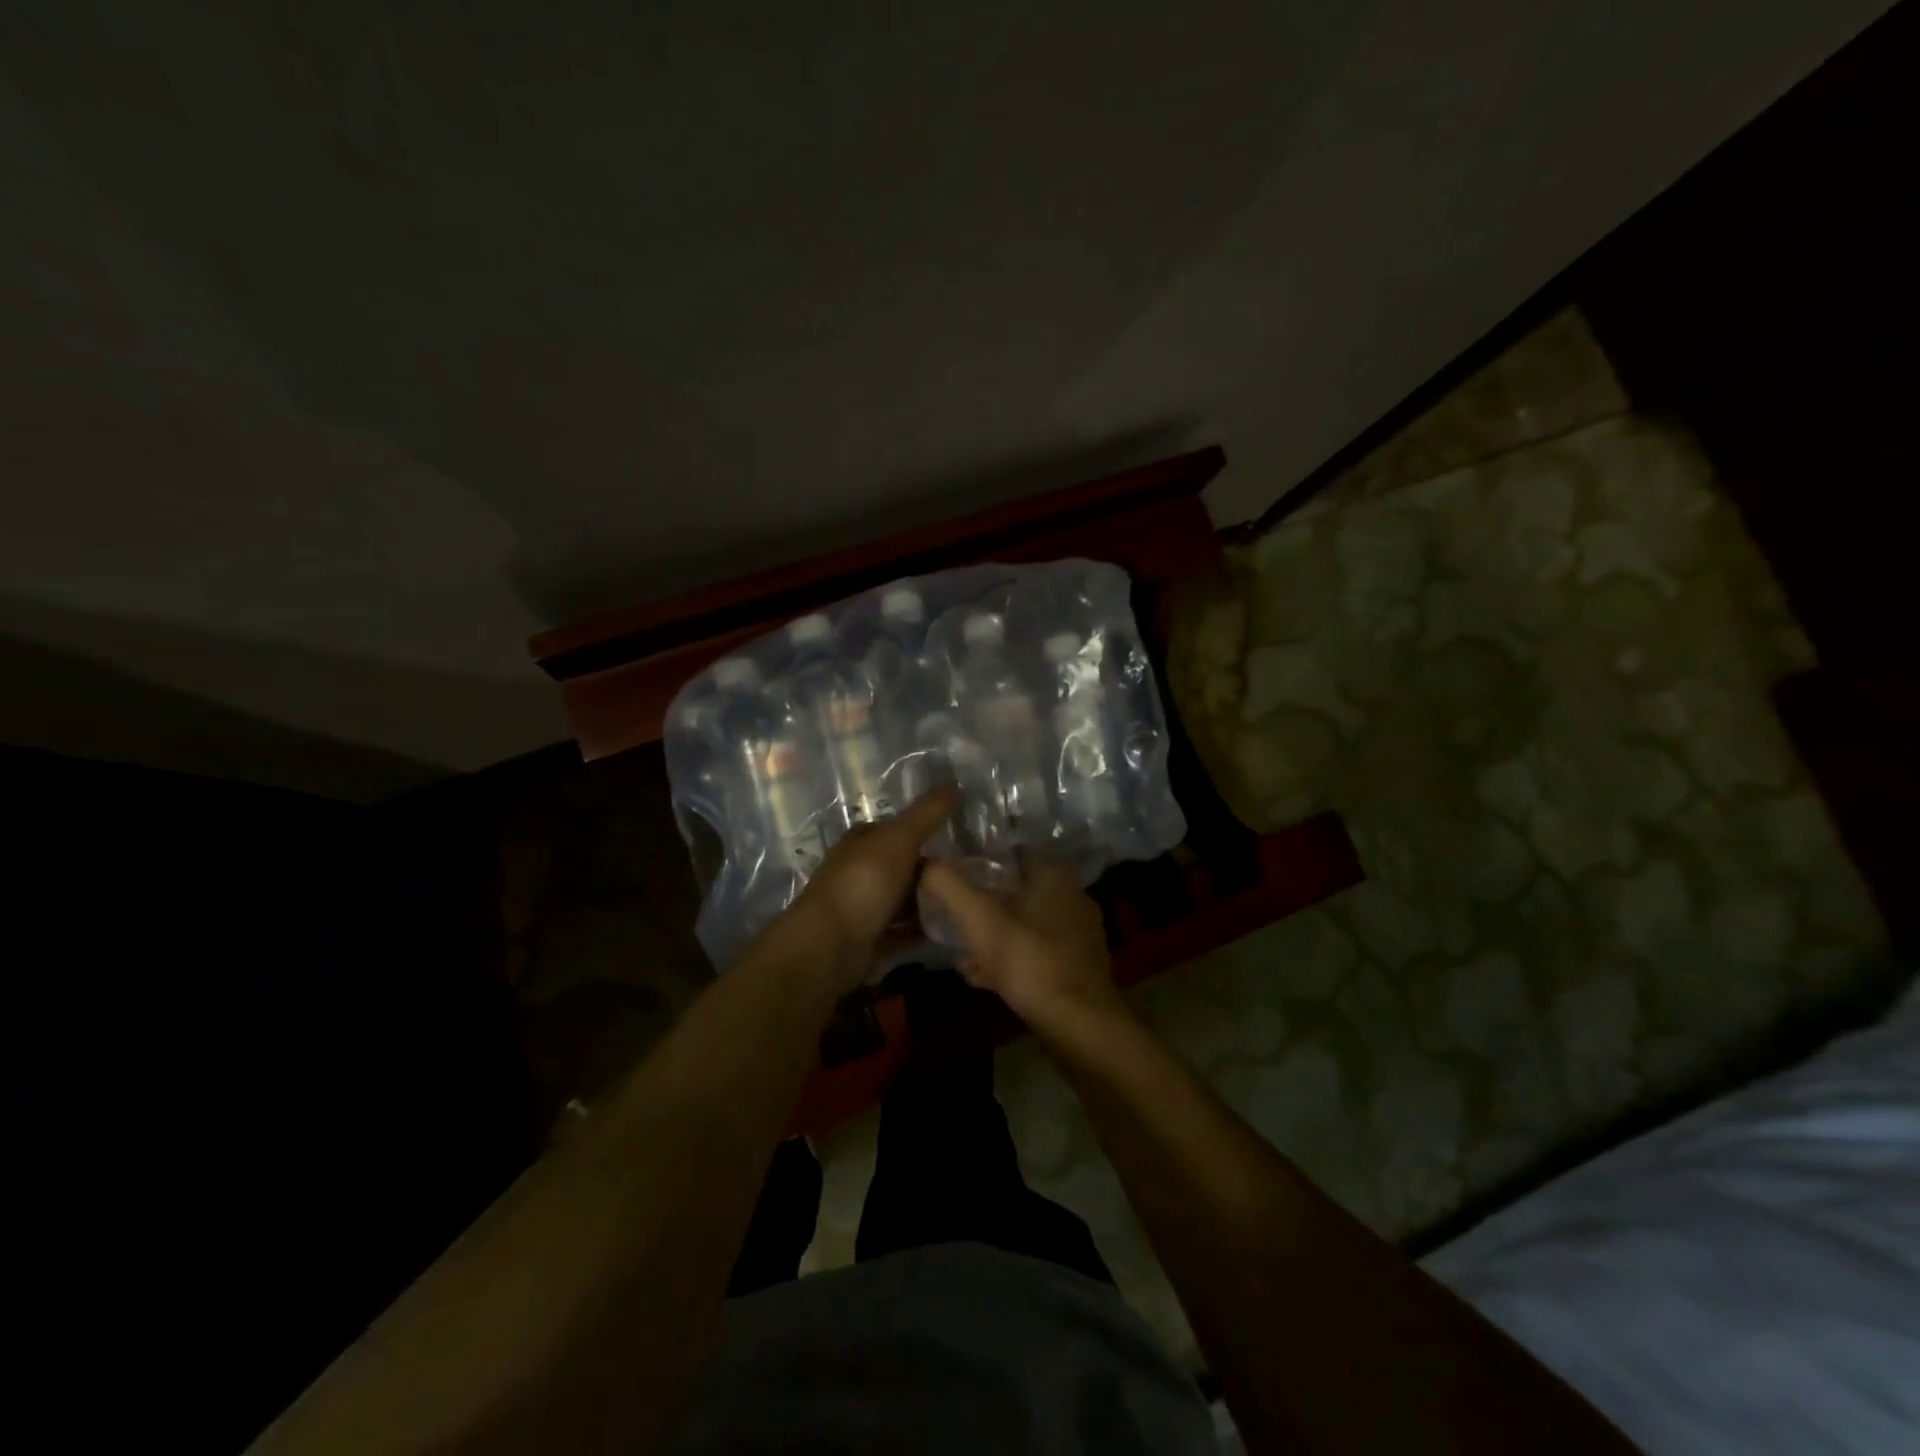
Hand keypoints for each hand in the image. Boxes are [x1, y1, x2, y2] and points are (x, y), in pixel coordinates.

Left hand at [796, 786, 957, 978]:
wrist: (830, 945)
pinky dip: (920, 930)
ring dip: (926, 901)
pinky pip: (901, 930)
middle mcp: (857, 871)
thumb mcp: (899, 840)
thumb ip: (926, 814)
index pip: (893, 829)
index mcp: (860, 842)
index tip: (955, 837)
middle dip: (929, 869)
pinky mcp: (868, 939)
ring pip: (901, 898)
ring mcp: (861, 907)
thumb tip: (952, 783)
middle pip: (900, 865)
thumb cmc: (863, 883)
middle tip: (968, 872)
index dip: (921, 829)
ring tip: (963, 900)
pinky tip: (946, 929)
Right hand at [918, 858, 1127, 1032]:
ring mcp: (1079, 934)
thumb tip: (925, 862)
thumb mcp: (979, 918)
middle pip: (1018, 891)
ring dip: (995, 937)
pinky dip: (1011, 960)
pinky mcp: (1079, 966)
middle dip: (985, 905)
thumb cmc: (1029, 960)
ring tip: (963, 954)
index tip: (954, 875)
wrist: (1079, 1024)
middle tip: (955, 919)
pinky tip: (985, 979)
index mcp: (1054, 876)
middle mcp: (1072, 897)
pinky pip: (1037, 953)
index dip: (981, 861)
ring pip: (1026, 924)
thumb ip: (948, 885)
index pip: (1013, 852)